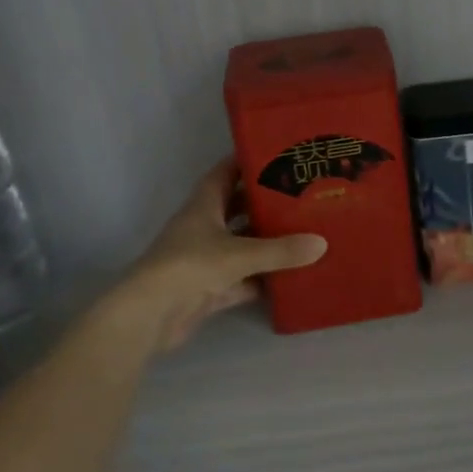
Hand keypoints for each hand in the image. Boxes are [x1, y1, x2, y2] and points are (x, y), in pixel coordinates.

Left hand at [126, 159, 326, 351]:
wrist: (150, 316)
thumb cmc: (190, 266)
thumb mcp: (240, 254)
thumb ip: (281, 250)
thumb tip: (322, 243)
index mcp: (204, 205)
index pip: (226, 173)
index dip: (248, 162)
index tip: (279, 156)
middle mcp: (203, 227)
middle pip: (237, 208)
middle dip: (265, 202)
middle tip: (302, 196)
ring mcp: (205, 259)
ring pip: (241, 244)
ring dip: (266, 242)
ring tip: (304, 232)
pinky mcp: (208, 289)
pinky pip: (242, 278)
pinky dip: (262, 278)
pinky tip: (290, 277)